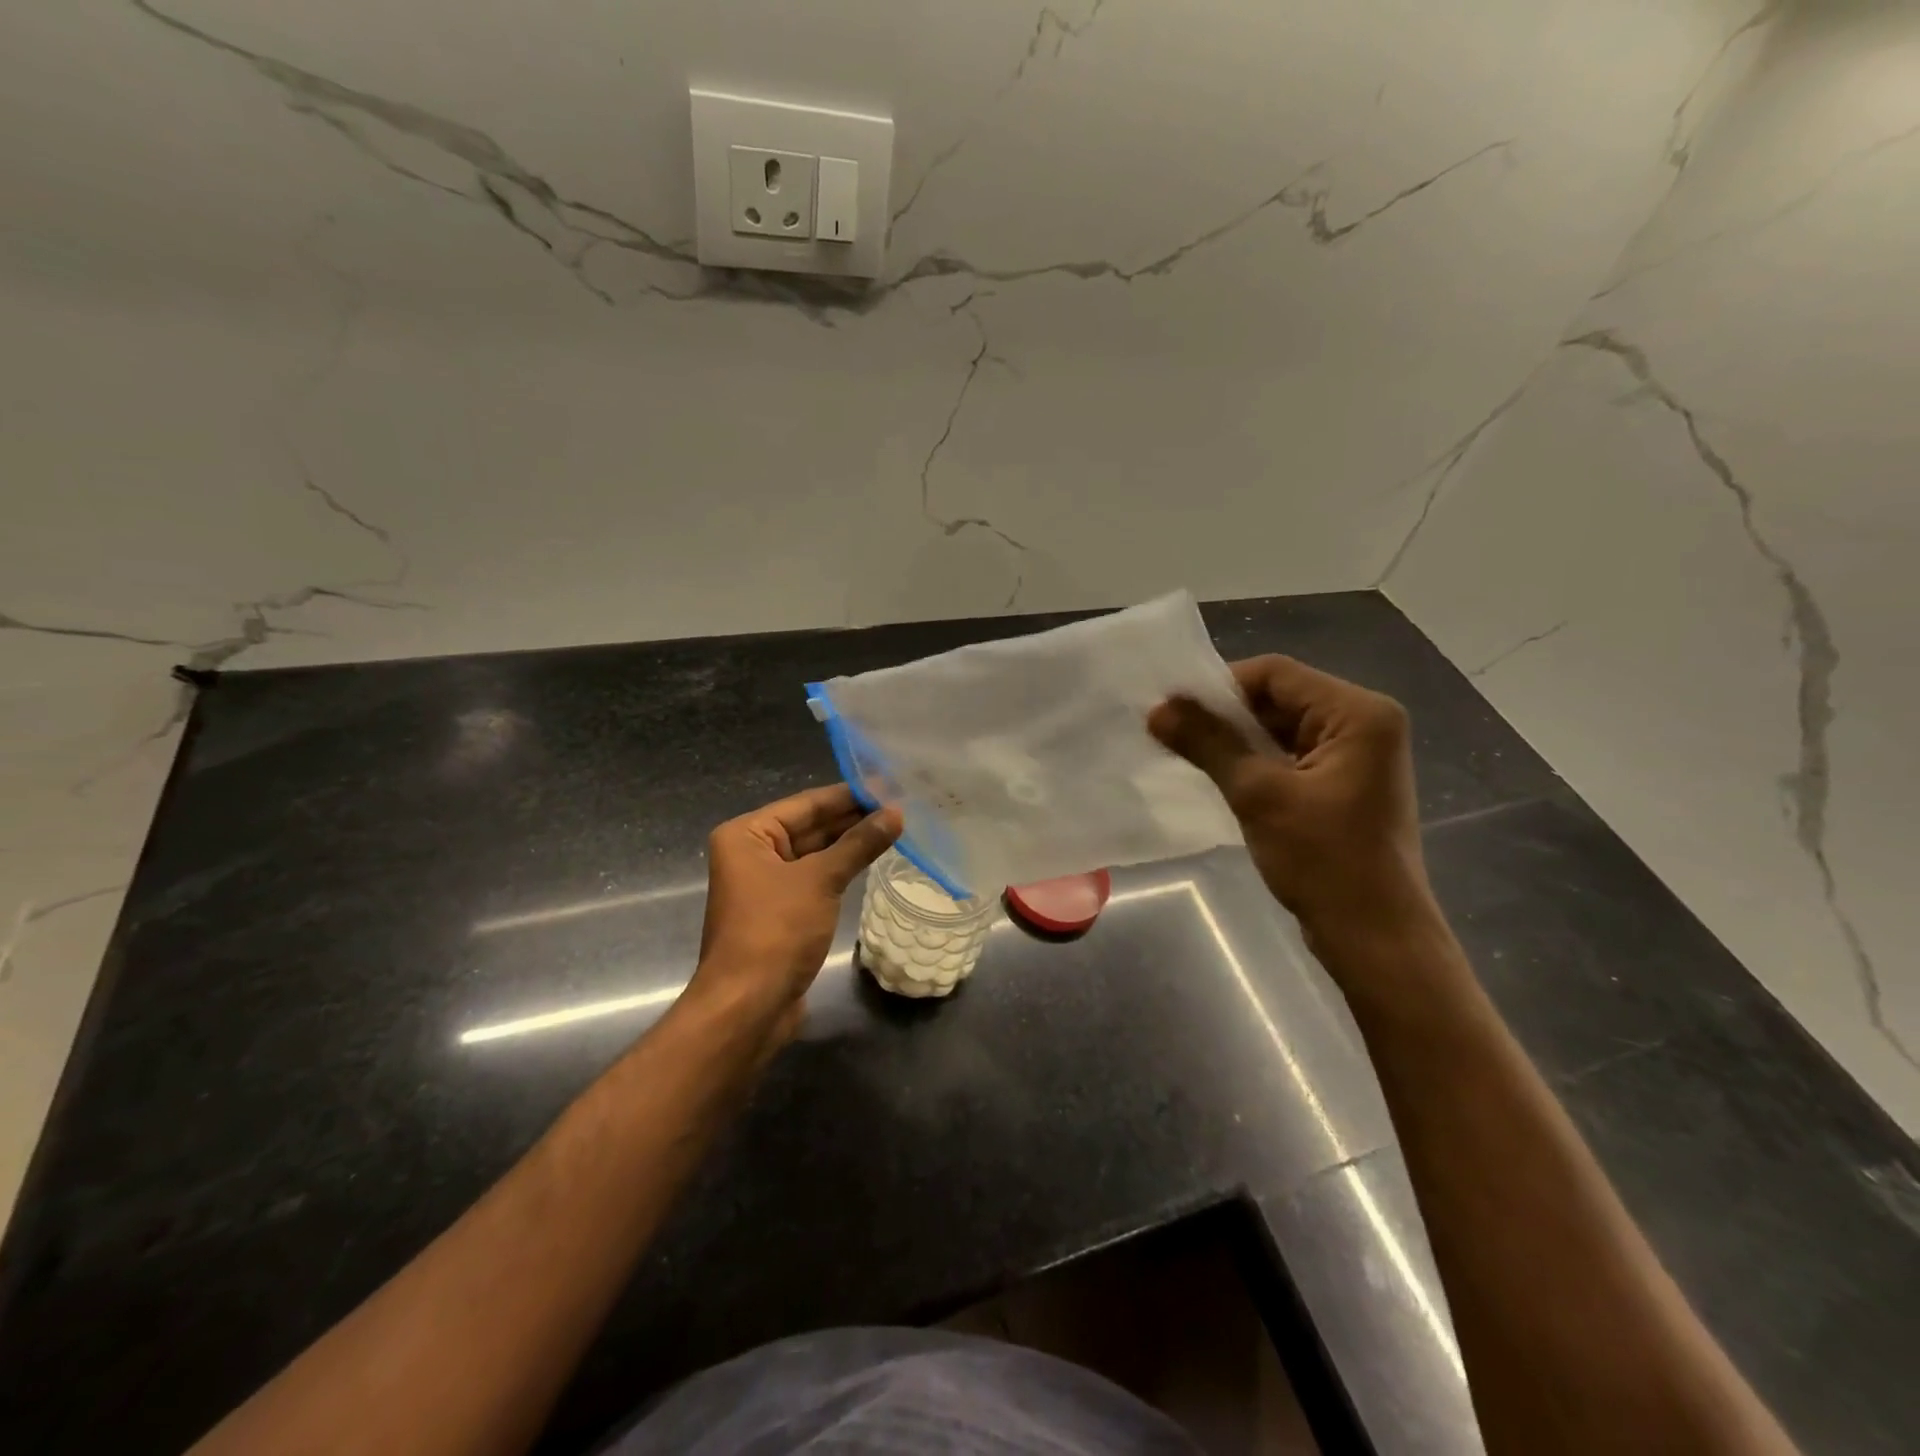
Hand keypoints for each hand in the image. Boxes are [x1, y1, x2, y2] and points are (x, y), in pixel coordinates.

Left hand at [688, 784, 901, 1035]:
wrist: (748, 1006)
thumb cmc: (776, 931)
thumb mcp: (820, 880)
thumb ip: (858, 844)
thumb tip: (896, 813)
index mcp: (747, 835)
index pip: (806, 803)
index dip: (849, 795)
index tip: (889, 785)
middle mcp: (752, 853)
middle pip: (810, 826)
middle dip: (853, 818)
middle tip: (901, 806)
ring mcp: (766, 884)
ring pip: (815, 853)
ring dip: (850, 844)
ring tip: (896, 828)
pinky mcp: (781, 911)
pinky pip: (815, 879)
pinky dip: (841, 870)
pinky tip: (873, 860)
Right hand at [1148, 656, 1434, 947]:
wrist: (1375, 938)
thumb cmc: (1324, 861)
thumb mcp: (1258, 795)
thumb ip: (1208, 744)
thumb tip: (1157, 710)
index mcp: (1358, 714)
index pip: (1276, 674)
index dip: (1220, 687)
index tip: (1171, 709)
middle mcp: (1364, 724)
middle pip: (1279, 698)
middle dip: (1224, 715)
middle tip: (1170, 731)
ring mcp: (1356, 757)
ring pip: (1281, 729)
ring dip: (1235, 740)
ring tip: (1185, 752)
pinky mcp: (1343, 785)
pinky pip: (1289, 757)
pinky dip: (1253, 762)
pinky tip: (1217, 776)